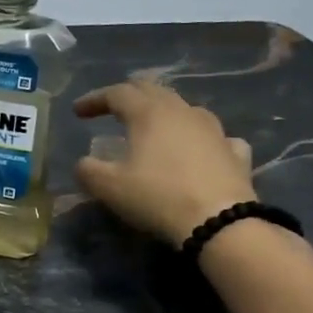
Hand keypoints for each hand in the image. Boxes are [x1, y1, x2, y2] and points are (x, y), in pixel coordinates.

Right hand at [73, 79, 255, 243]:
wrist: (220, 222)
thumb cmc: (158, 197)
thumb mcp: (108, 187)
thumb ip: (87, 170)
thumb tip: (84, 163)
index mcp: (149, 113)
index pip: (117, 94)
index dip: (94, 99)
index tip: (77, 112)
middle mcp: (182, 112)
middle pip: (153, 90)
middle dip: (129, 95)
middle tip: (112, 107)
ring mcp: (214, 130)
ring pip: (185, 108)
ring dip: (164, 112)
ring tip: (153, 127)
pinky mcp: (235, 152)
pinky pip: (214, 136)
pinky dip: (199, 138)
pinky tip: (199, 148)